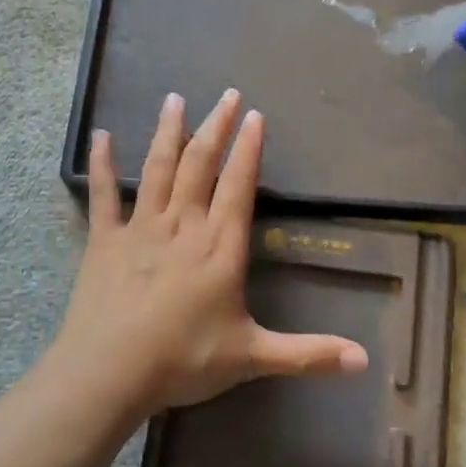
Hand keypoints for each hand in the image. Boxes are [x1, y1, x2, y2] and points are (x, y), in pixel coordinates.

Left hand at [52, 89, 369, 413]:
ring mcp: (140, 228)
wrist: (110, 372)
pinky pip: (103, 194)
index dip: (248, 149)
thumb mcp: (253, 357)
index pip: (239, 186)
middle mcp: (183, 226)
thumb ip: (309, 354)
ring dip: (168, 132)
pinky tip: (101, 137)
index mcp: (219, 247)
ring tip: (175, 99)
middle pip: (201, 164)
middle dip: (216, 126)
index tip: (255, 115)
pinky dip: (102, 165)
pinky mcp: (104, 240)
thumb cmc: (184, 360)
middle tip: (227, 94)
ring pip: (158, 168)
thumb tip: (365, 362)